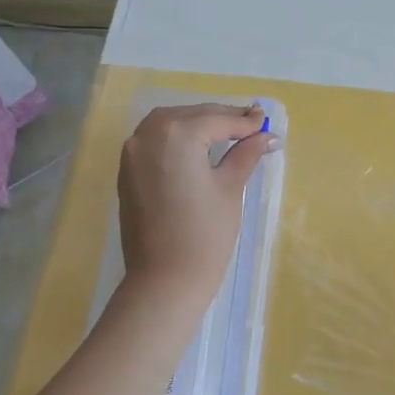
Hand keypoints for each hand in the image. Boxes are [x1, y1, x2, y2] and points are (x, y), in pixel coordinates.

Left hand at [117, 104, 275, 305]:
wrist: (165, 278)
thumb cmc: (205, 233)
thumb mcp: (229, 188)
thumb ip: (245, 155)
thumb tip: (267, 136)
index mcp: (178, 134)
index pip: (217, 120)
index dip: (245, 122)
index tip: (266, 122)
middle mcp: (149, 133)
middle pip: (193, 116)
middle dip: (222, 119)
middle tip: (253, 124)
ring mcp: (132, 151)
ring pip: (170, 124)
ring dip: (198, 124)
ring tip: (227, 133)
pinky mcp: (126, 170)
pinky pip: (155, 140)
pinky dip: (178, 138)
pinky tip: (198, 147)